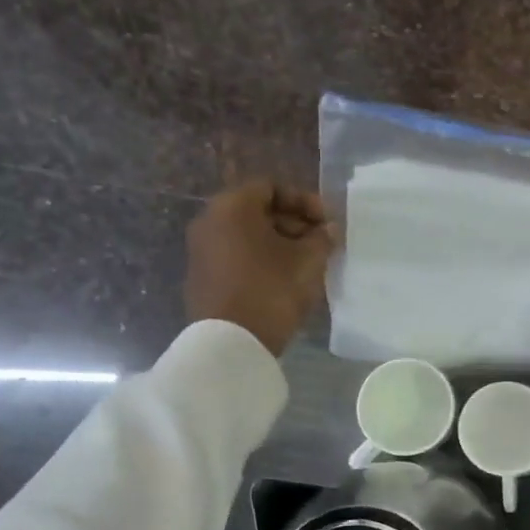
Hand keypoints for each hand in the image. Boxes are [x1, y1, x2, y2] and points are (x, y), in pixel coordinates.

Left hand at [185, 181, 334, 355]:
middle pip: (257, 210)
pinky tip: (283, 279)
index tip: (326, 222)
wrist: (230, 343)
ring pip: (246, 235)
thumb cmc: (271, 290)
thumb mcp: (307, 262)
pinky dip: (260, 259)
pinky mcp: (201, 277)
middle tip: (319, 243)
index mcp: (233, 207)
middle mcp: (210, 220)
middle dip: (292, 223)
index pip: (271, 187)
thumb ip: (322, 239)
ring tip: (305, 263)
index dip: (304, 200)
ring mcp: (201, 250)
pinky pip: (236, 256)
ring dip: (278, 243)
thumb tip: (328, 230)